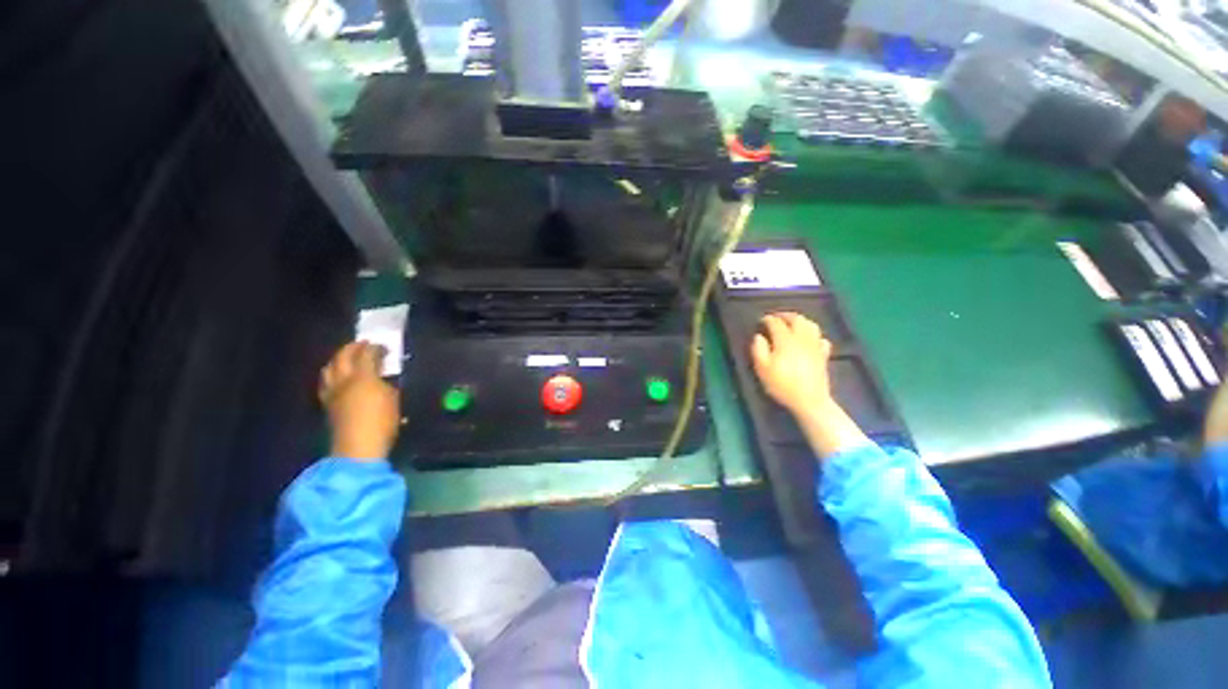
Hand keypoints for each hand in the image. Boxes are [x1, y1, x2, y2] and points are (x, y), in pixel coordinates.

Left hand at [319, 342, 400, 460]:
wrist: (357, 448)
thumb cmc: (382, 422)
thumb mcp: (394, 400)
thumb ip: (387, 384)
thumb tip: (383, 379)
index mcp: (363, 377)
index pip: (367, 354)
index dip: (376, 348)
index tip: (384, 347)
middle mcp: (343, 380)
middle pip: (343, 356)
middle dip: (353, 348)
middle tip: (364, 345)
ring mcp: (332, 392)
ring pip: (329, 368)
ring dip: (339, 359)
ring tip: (348, 358)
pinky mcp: (327, 404)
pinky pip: (326, 381)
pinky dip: (333, 374)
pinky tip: (338, 378)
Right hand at [751, 313, 834, 414]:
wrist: (809, 400)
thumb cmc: (782, 384)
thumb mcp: (762, 368)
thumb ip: (758, 349)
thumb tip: (759, 336)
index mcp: (785, 340)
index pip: (776, 323)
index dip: (768, 319)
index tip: (761, 320)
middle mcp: (802, 338)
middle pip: (797, 319)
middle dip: (785, 315)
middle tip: (776, 317)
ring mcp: (815, 346)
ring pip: (811, 325)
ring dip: (801, 321)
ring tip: (793, 323)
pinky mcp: (823, 355)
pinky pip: (821, 338)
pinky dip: (814, 335)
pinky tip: (809, 340)